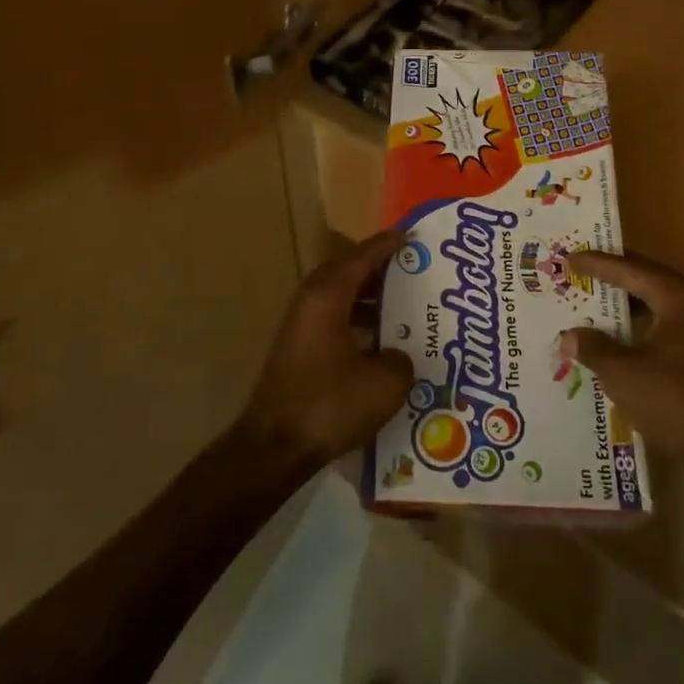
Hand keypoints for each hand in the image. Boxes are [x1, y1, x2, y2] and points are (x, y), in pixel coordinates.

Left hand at [240, 230, 415, 469]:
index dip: (388, 245)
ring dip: (366, 297)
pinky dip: (355, 320)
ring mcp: (299, 326)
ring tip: (400, 304)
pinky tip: (378, 343)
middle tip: (410, 270)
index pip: (362, 256)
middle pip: (346, 272)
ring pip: (338, 297)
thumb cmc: (329, 404)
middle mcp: (310, 301)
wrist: (273, 447)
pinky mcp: (296, 351)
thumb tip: (397, 357)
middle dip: (377, 269)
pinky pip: (332, 320)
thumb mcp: (384, 384)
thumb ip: (400, 360)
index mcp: (328, 295)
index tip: (410, 236)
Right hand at [560, 251, 683, 457]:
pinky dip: (643, 325)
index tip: (570, 258)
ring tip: (595, 302)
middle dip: (614, 278)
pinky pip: (669, 325)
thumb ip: (593, 348)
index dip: (598, 264)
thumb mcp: (623, 373)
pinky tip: (621, 337)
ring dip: (629, 304)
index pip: (632, 269)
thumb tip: (568, 337)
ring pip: (660, 304)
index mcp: (680, 298)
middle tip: (581, 272)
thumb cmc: (674, 401)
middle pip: (649, 280)